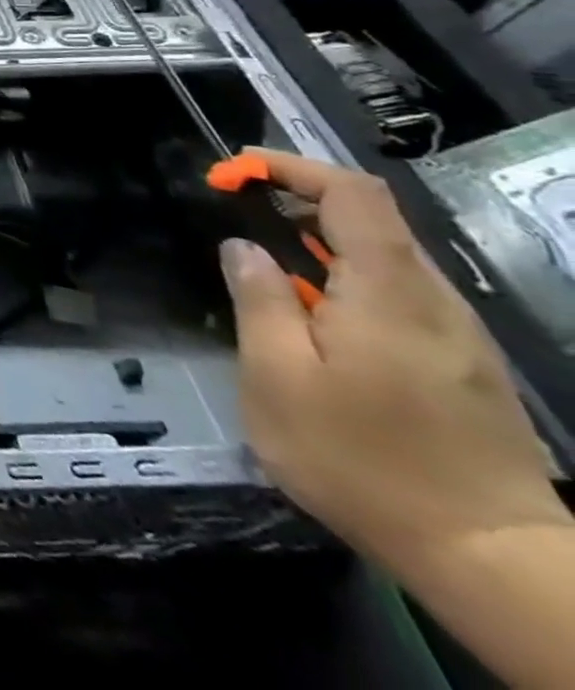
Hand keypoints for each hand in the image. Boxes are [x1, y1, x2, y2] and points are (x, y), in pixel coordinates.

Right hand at [220, 151, 566, 577]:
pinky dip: (346, 281)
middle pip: (371, 220)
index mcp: (388, 291)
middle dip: (298, 203)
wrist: (494, 561)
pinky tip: (314, 319)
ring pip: (385, 258)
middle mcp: (433, 300)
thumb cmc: (364, 461)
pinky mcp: (463, 366)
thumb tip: (244, 248)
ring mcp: (457, 335)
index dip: (292, 168)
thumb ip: (259, 300)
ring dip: (319, 245)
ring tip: (266, 269)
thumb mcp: (279, 378)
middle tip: (238, 216)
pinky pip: (398, 295)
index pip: (352, 192)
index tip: (235, 174)